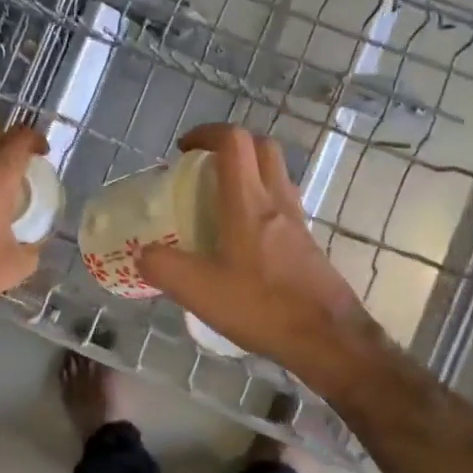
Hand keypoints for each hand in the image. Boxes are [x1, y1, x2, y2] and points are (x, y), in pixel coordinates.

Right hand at [136, 124, 383, 389]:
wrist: (329, 339)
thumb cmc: (264, 307)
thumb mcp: (200, 291)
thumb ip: (163, 268)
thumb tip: (142, 254)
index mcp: (249, 202)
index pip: (234, 141)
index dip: (207, 133)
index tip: (183, 149)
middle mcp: (277, 201)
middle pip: (262, 147)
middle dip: (231, 146)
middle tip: (203, 168)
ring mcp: (297, 222)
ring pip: (276, 175)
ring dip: (249, 173)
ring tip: (219, 201)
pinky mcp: (307, 244)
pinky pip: (283, 205)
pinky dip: (261, 204)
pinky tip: (242, 239)